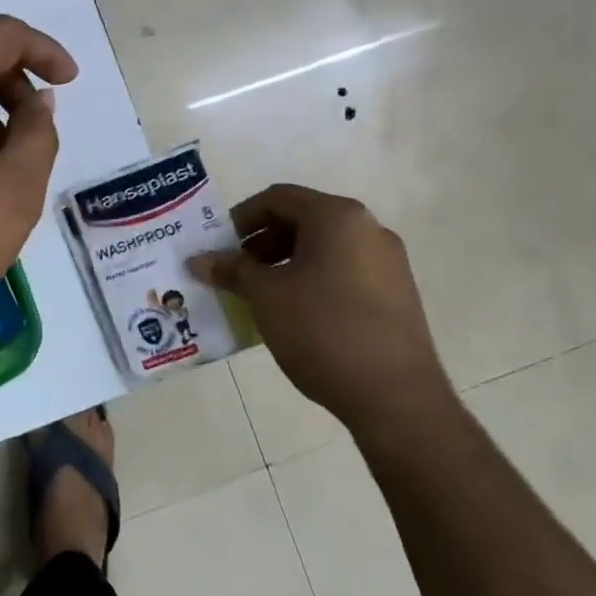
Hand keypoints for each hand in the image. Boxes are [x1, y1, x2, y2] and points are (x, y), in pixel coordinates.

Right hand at [189, 184, 455, 445]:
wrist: (396, 398)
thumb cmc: (323, 329)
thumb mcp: (265, 296)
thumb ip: (231, 270)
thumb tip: (198, 260)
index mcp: (337, 217)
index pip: (278, 198)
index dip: (241, 218)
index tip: (218, 246)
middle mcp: (368, 229)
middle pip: (303, 220)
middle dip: (262, 243)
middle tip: (234, 271)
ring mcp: (388, 263)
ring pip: (324, 249)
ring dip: (285, 264)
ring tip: (259, 295)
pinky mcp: (397, 296)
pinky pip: (344, 273)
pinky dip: (313, 281)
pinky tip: (294, 314)